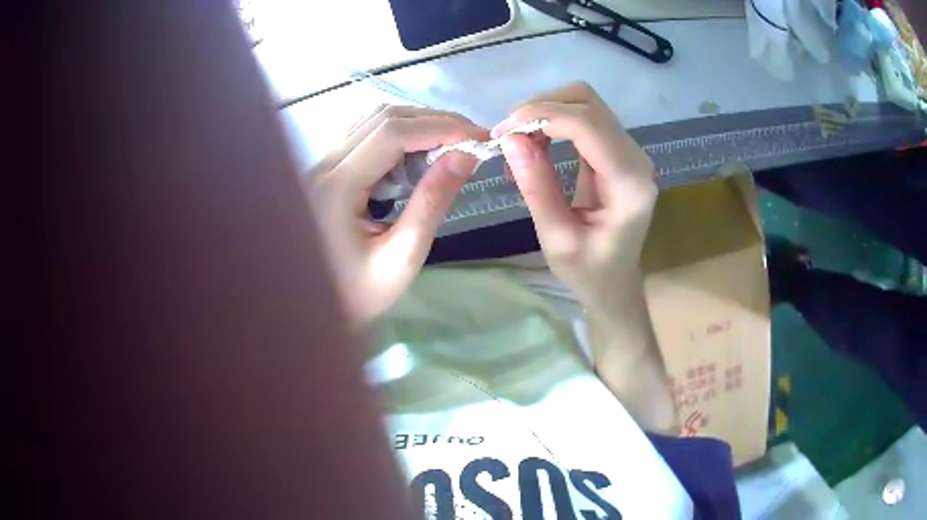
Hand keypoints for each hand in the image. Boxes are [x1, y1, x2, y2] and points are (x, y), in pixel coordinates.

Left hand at [306, 106, 484, 326]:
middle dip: (434, 121)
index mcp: (337, 186)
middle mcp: (325, 165)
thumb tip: (465, 156)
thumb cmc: (356, 293)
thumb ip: (432, 202)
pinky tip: (420, 154)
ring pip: (374, 122)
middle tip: (472, 140)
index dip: (441, 127)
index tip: (479, 139)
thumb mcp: (402, 256)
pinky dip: (400, 137)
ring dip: (418, 125)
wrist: (311, 308)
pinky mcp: (328, 171)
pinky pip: (366, 137)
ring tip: (452, 144)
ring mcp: (323, 165)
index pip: (393, 133)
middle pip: (383, 119)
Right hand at [493, 83, 657, 319]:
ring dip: (545, 112)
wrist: (615, 283)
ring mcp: (628, 151)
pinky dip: (553, 121)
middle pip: (587, 102)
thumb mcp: (557, 239)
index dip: (542, 116)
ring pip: (584, 103)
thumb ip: (537, 187)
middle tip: (507, 136)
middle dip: (541, 108)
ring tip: (518, 142)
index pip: (588, 124)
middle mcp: (635, 158)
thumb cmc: (589, 272)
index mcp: (628, 183)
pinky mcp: (616, 151)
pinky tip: (535, 145)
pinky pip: (583, 118)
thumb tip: (510, 139)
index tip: (503, 132)